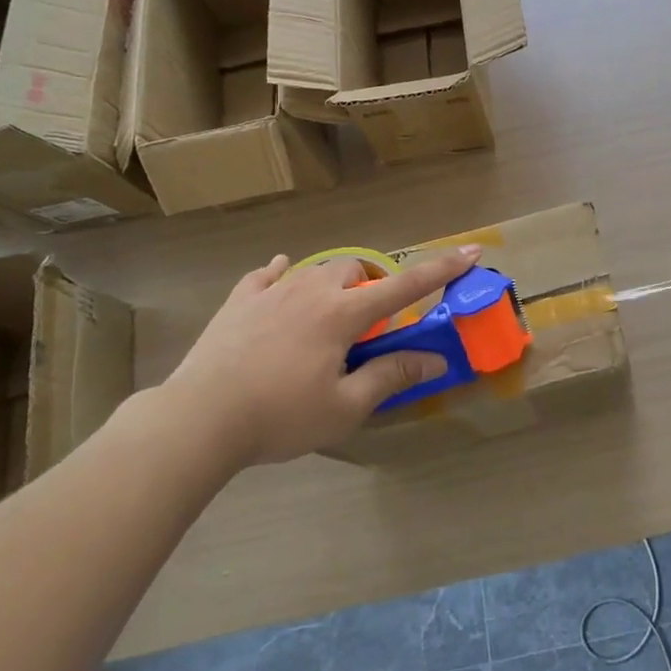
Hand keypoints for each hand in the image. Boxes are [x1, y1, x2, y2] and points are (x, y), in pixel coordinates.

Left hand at [164, 245, 482, 465]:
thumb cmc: (280, 416)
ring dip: (331, 284)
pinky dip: (281, 276)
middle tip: (368, 321)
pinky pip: (265, 275)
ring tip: (326, 312)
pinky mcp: (239, 302)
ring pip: (314, 270)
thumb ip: (390, 376)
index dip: (442, 269)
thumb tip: (434, 360)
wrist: (198, 418)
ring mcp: (272, 292)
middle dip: (371, 285)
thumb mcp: (344, 407)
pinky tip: (278, 279)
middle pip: (355, 270)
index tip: (472, 252)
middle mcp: (312, 290)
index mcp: (343, 314)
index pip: (405, 286)